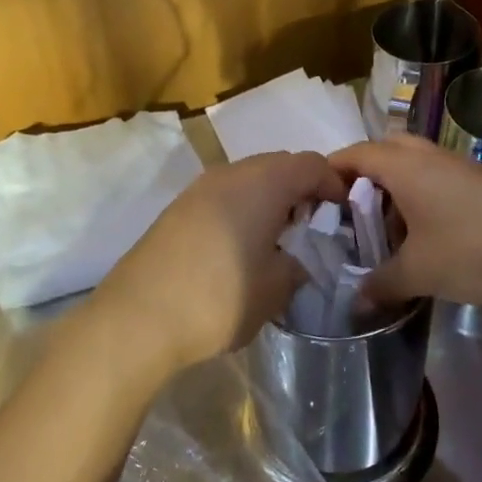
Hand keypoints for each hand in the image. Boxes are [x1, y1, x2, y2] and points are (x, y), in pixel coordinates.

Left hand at [92, 151, 346, 376]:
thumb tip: (298, 258)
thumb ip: (298, 265)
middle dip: (301, 190)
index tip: (343, 214)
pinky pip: (224, 196)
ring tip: (279, 240)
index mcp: (263, 183)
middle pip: (278, 165)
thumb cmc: (220, 297)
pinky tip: (242, 247)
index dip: (334, 184)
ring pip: (248, 179)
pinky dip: (242, 210)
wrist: (138, 317)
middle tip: (313, 227)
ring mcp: (199, 189)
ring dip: (270, 200)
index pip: (311, 164)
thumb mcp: (276, 288)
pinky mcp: (177, 209)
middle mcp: (230, 173)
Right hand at [329, 136, 481, 310]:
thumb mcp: (419, 273)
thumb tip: (355, 300)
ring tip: (380, 233)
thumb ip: (380, 283)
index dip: (327, 175)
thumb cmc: (476, 250)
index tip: (312, 205)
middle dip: (360, 180)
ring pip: (409, 167)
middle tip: (348, 216)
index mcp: (403, 165)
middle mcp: (426, 155)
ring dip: (390, 192)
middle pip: (380, 153)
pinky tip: (420, 238)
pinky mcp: (478, 183)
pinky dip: (415, 199)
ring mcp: (456, 166)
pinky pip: (432, 180)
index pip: (351, 155)